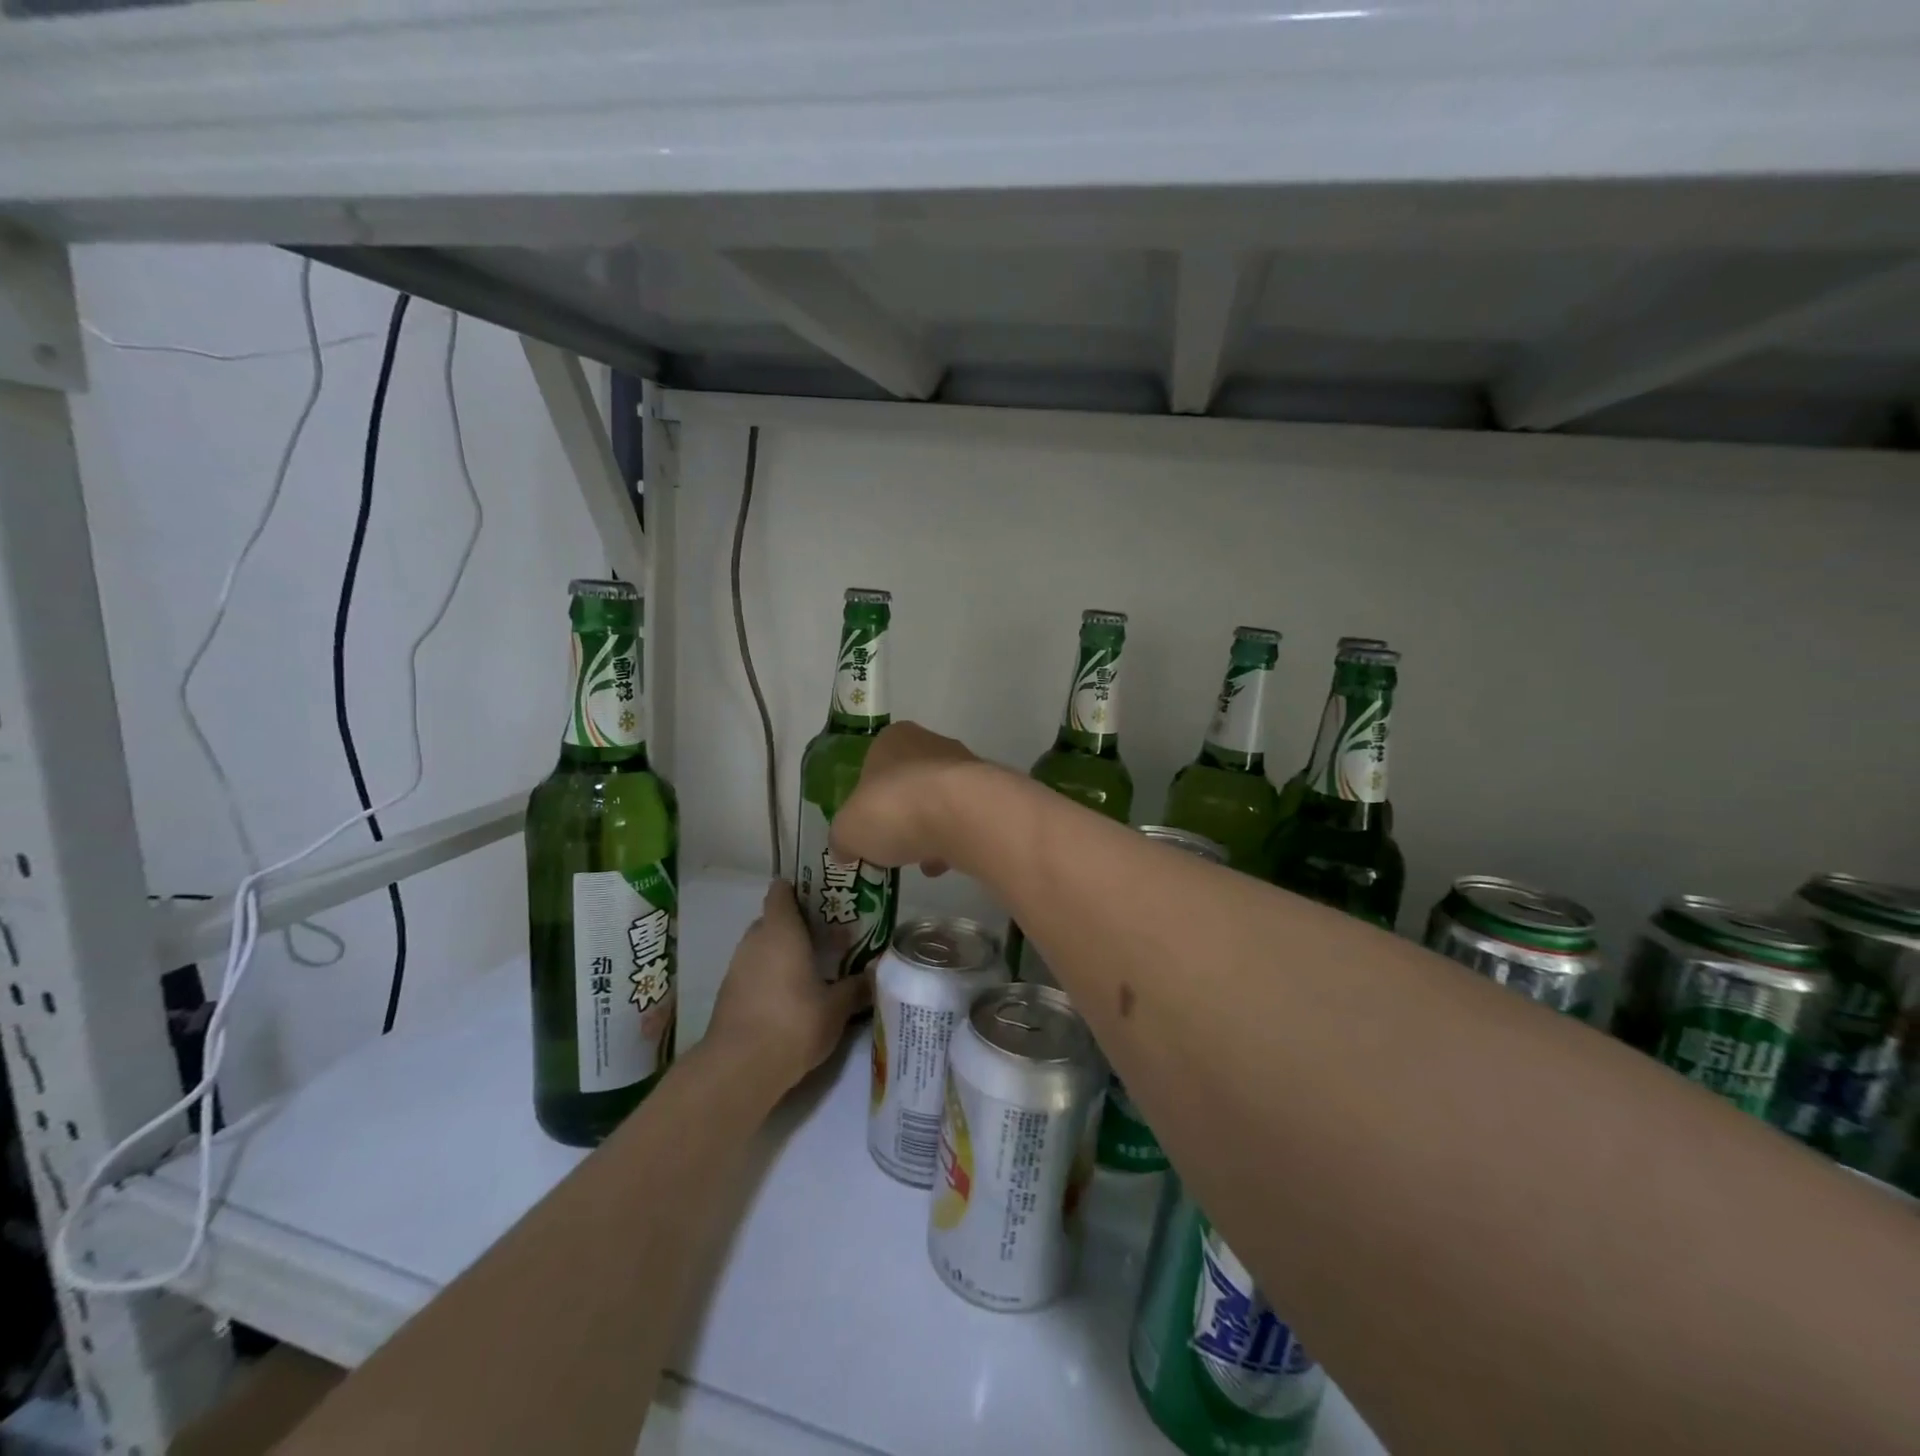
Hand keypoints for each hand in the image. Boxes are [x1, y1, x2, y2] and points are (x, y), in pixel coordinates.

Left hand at [706, 880, 871, 1087]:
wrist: (739, 1068)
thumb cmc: (793, 1023)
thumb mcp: (836, 1008)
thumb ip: (856, 987)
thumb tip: (876, 973)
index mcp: (781, 931)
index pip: (781, 892)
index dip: (798, 890)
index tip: (820, 899)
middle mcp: (755, 941)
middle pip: (773, 920)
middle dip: (796, 926)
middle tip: (825, 938)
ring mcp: (737, 967)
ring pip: (762, 947)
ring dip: (782, 953)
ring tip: (812, 969)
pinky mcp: (728, 994)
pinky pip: (753, 971)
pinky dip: (769, 976)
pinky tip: (790, 997)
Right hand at [828, 721, 981, 874]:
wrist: (964, 814)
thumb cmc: (895, 809)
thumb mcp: (848, 830)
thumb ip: (843, 839)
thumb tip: (845, 849)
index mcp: (892, 739)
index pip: (873, 765)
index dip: (867, 798)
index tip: (865, 826)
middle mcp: (930, 744)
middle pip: (908, 784)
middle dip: (900, 816)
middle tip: (890, 846)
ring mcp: (965, 768)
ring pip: (938, 802)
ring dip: (928, 830)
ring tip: (919, 862)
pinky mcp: (989, 795)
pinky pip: (963, 820)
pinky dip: (952, 842)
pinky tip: (943, 865)